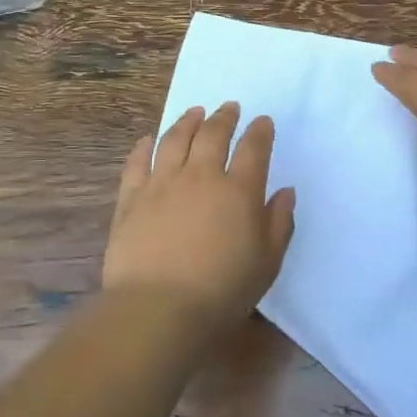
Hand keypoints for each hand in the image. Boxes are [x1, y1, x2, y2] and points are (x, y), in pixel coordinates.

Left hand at [102, 102, 296, 332]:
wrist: (158, 308)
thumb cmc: (222, 291)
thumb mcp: (267, 263)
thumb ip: (279, 223)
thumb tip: (285, 192)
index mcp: (238, 191)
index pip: (253, 149)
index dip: (260, 131)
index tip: (263, 121)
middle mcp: (200, 176)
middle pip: (212, 134)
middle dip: (224, 117)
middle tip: (229, 107)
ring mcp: (162, 184)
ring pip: (175, 140)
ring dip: (187, 121)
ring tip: (194, 112)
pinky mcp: (131, 199)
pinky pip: (137, 163)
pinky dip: (144, 147)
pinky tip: (148, 139)